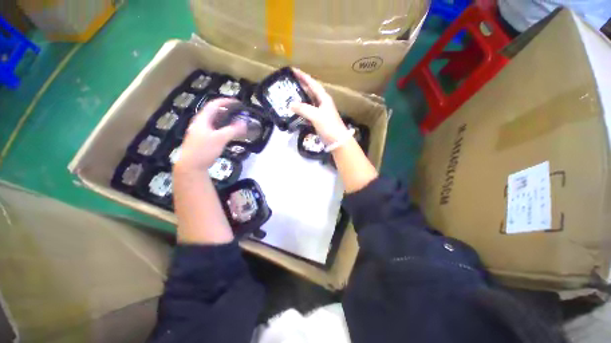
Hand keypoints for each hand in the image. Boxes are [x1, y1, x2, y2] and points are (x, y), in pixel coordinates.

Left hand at [175, 98, 246, 172]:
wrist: (192, 166)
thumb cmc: (204, 150)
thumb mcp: (220, 139)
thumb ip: (233, 130)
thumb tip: (244, 123)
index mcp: (202, 119)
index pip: (214, 105)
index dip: (225, 101)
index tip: (237, 102)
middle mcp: (201, 123)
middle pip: (214, 112)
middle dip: (227, 110)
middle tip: (238, 112)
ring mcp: (201, 131)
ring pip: (215, 121)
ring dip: (226, 120)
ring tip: (236, 121)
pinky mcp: (204, 139)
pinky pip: (215, 129)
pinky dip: (224, 128)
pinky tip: (230, 133)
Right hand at [289, 68, 348, 143]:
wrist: (337, 140)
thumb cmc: (329, 126)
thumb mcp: (316, 116)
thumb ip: (303, 109)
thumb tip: (291, 104)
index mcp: (324, 98)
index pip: (312, 84)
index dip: (303, 77)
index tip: (293, 70)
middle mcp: (322, 102)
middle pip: (311, 91)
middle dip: (301, 86)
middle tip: (290, 82)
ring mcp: (321, 111)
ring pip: (309, 101)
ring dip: (301, 98)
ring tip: (290, 95)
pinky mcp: (318, 119)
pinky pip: (308, 111)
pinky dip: (302, 110)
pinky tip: (296, 110)